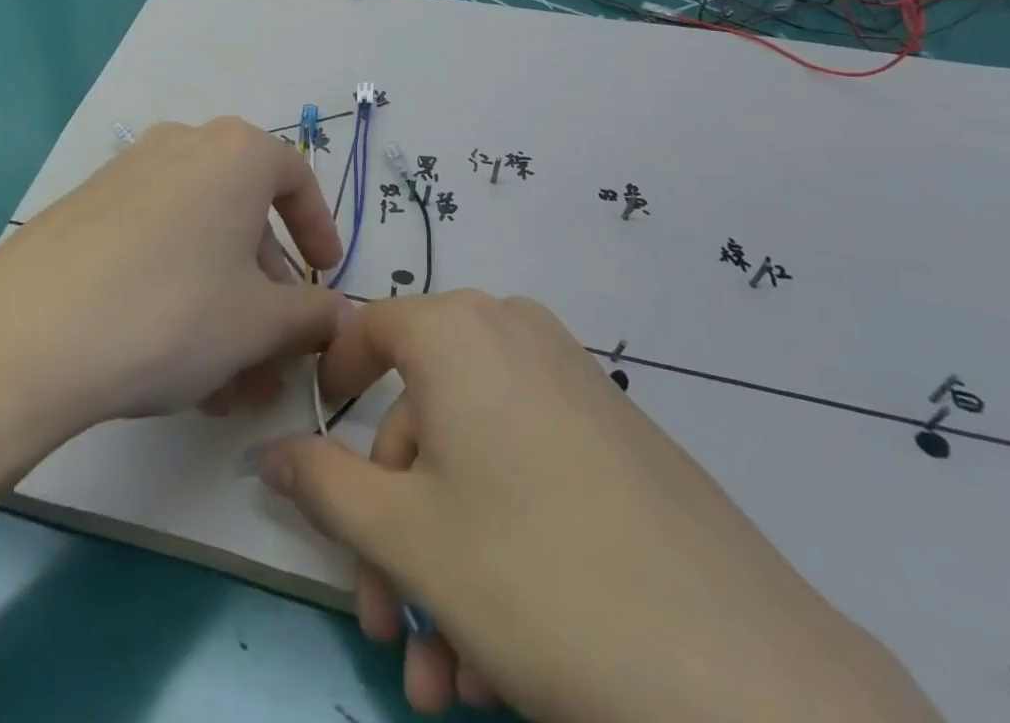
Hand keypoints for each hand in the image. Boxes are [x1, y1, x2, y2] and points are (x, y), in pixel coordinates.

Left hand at [0, 116, 350, 445]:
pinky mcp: (85, 205)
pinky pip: (153, 242)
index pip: (296, 180)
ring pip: (197, 238)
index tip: (324, 276)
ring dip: (222, 304)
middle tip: (271, 355)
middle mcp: (183, 145)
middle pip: (243, 217)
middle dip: (265, 292)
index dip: (318, 230)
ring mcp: (128, 172)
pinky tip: (171, 360)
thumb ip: (311, 315)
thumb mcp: (258, 323)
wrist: (28, 336)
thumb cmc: (171, 313)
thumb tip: (337, 315)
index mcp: (236, 153)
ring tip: (223, 384)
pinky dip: (176, 290)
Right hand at [259, 293, 942, 722]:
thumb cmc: (534, 575)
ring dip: (442, 562)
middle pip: (420, 418)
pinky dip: (497, 544)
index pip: (367, 330)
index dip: (332, 385)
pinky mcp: (617, 436)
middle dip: (391, 528)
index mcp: (457, 331)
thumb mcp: (405, 536)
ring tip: (446, 679)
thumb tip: (267, 450)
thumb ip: (322, 483)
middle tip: (386, 629)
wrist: (743, 673)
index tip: (318, 454)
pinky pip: (527, 470)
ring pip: (472, 459)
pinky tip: (501, 657)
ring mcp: (572, 382)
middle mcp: (513, 335)